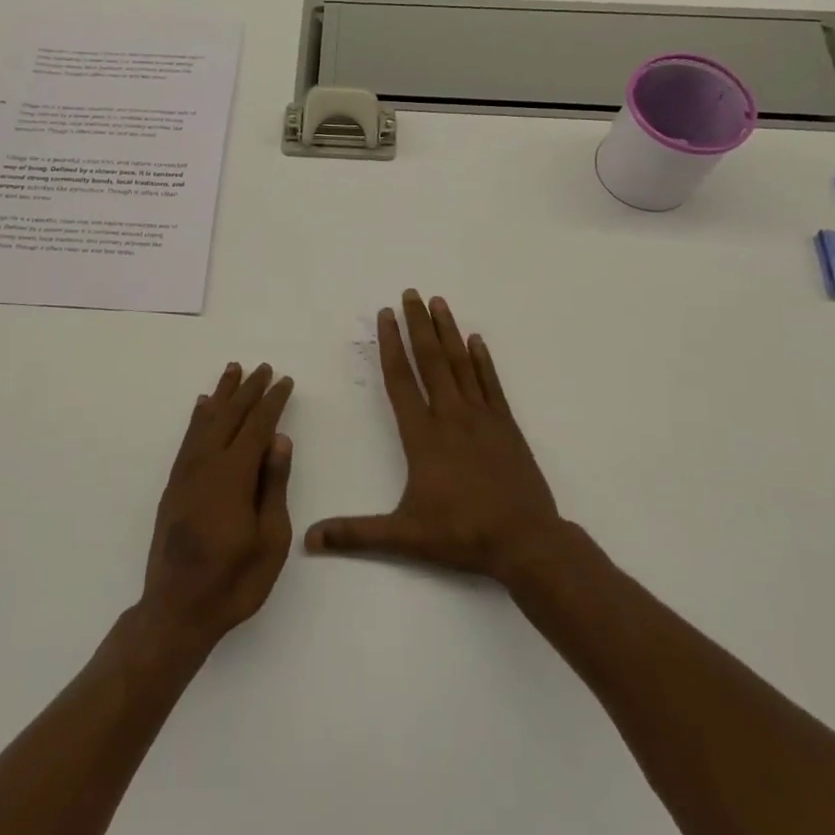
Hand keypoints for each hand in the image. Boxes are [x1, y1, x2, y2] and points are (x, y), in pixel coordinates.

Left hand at [139, 363, 294, 654]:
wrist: (177, 609)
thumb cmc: (234, 580)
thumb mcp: (270, 539)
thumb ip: (273, 485)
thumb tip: (279, 439)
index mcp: (234, 475)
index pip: (257, 426)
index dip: (272, 401)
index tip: (284, 381)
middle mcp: (207, 464)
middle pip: (230, 416)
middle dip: (248, 390)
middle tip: (262, 367)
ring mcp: (186, 473)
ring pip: (206, 421)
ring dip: (221, 395)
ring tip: (232, 370)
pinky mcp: (174, 485)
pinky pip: (188, 439)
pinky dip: (198, 418)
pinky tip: (202, 407)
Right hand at [306, 291, 560, 579]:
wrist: (525, 541)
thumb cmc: (461, 534)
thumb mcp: (404, 536)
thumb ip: (356, 534)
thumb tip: (309, 540)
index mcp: (423, 436)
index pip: (401, 380)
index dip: (390, 345)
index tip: (385, 316)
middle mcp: (451, 416)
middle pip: (431, 360)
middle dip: (418, 324)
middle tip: (411, 293)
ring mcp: (482, 417)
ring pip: (461, 364)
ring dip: (448, 331)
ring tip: (439, 302)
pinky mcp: (506, 425)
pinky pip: (491, 383)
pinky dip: (482, 360)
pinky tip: (476, 340)